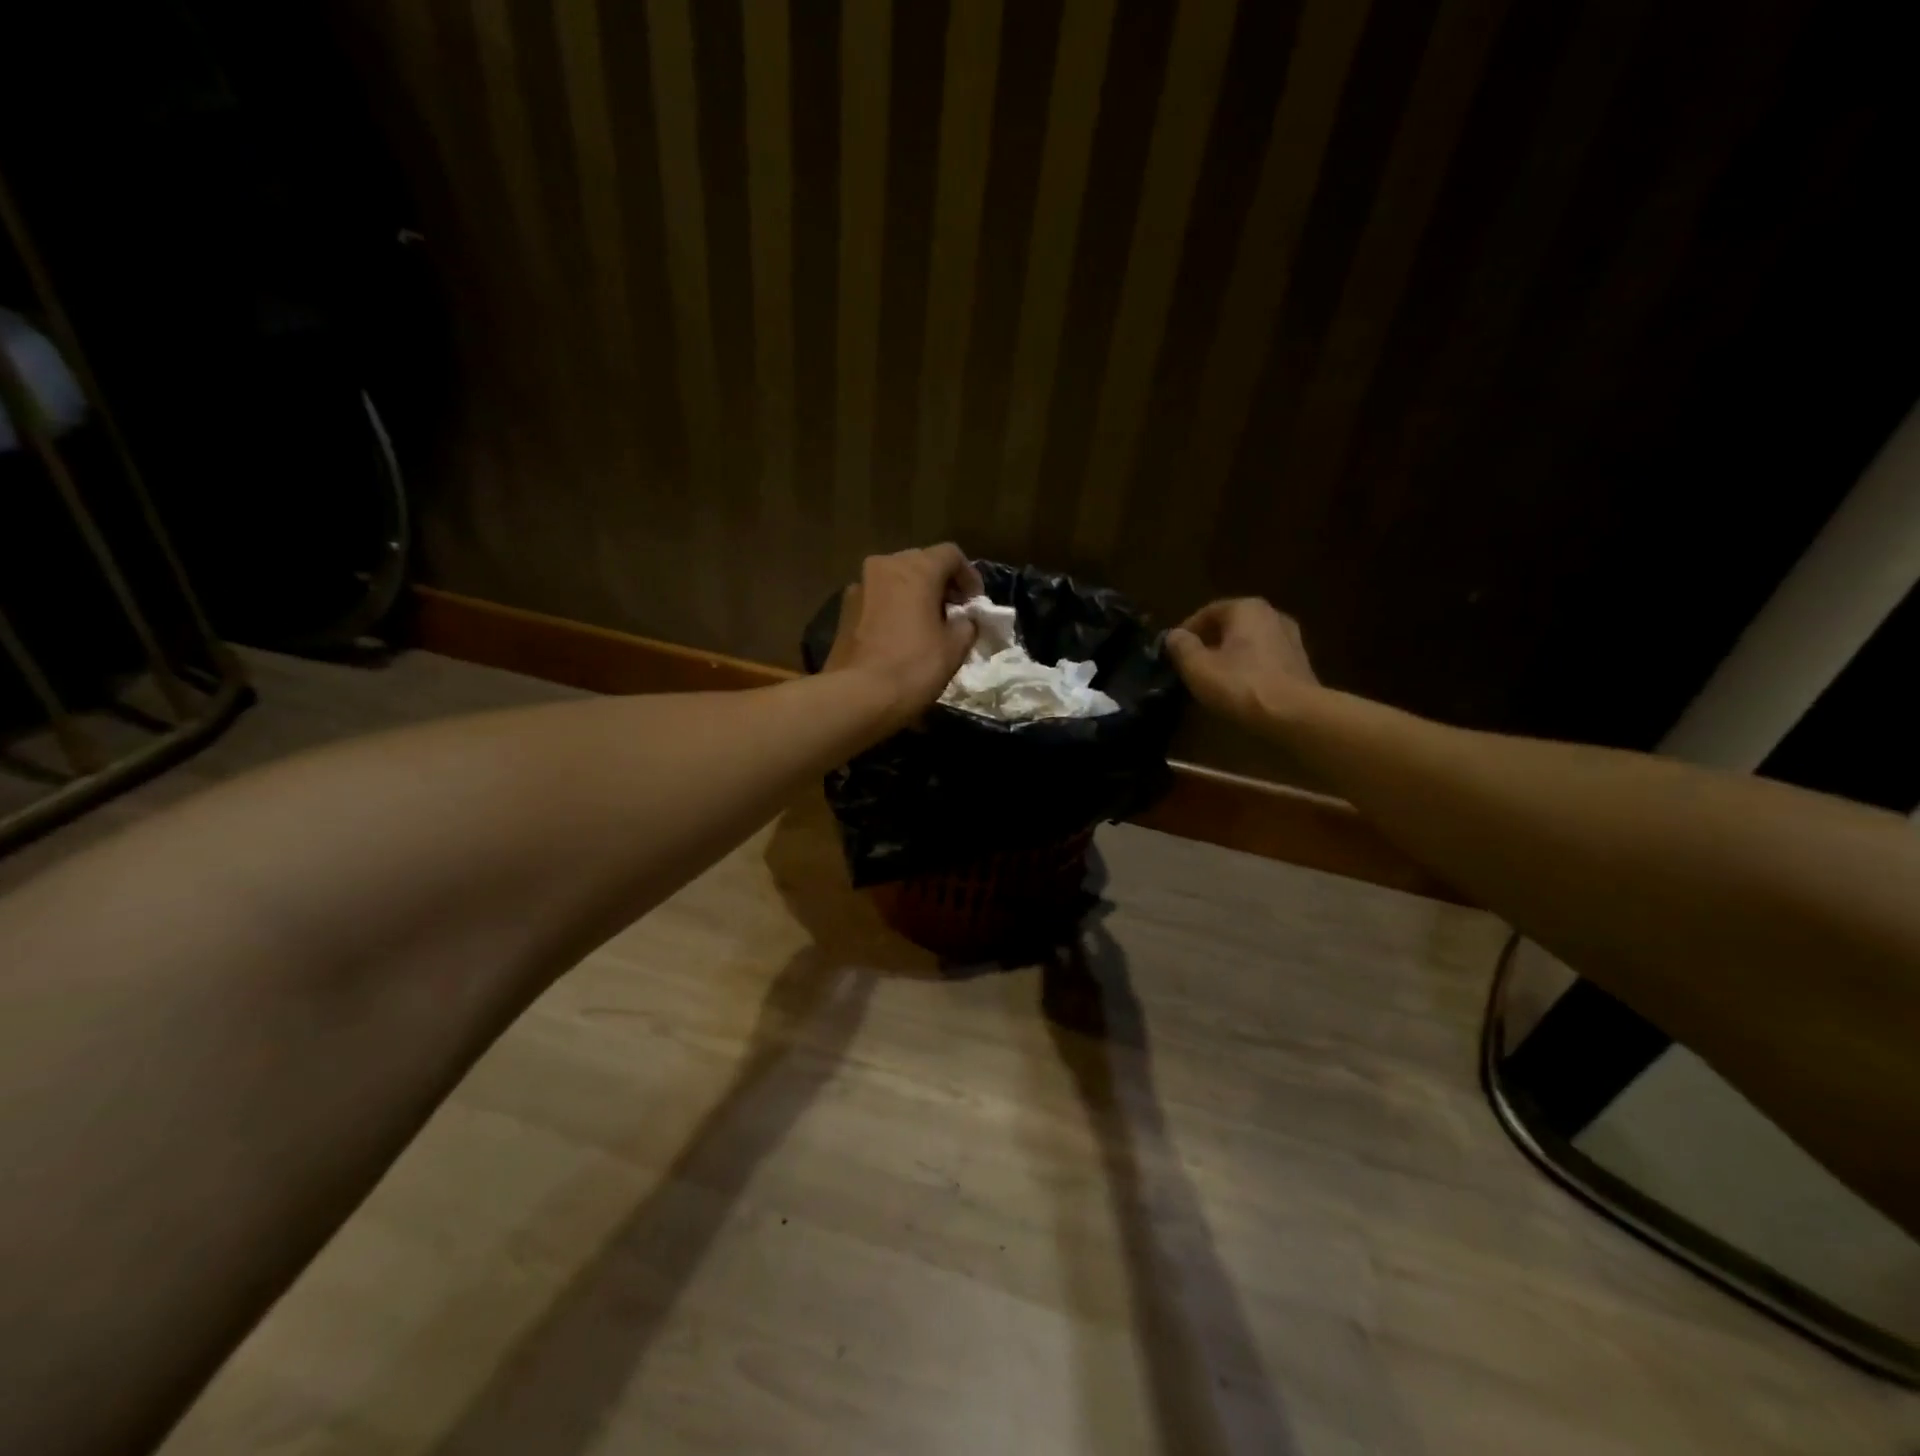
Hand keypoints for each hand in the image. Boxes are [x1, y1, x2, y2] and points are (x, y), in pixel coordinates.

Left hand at [824, 543, 984, 726]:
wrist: (856, 696)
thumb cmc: (913, 667)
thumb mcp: (954, 648)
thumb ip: (967, 624)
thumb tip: (964, 620)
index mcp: (915, 569)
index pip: (950, 554)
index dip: (969, 576)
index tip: (975, 603)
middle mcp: (884, 567)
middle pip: (920, 563)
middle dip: (940, 583)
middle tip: (954, 612)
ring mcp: (859, 586)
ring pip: (896, 580)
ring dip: (915, 595)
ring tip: (928, 624)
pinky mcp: (844, 610)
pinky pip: (878, 599)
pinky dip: (894, 608)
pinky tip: (901, 635)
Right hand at [1166, 598, 1321, 728]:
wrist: (1294, 714)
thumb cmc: (1240, 685)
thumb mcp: (1198, 667)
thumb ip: (1182, 647)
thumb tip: (1174, 635)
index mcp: (1246, 608)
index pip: (1207, 613)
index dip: (1187, 632)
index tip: (1174, 653)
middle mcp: (1272, 614)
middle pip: (1231, 626)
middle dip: (1210, 643)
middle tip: (1192, 665)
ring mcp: (1291, 638)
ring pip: (1249, 643)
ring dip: (1231, 656)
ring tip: (1214, 678)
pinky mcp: (1300, 663)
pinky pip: (1265, 659)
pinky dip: (1249, 668)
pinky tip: (1240, 688)